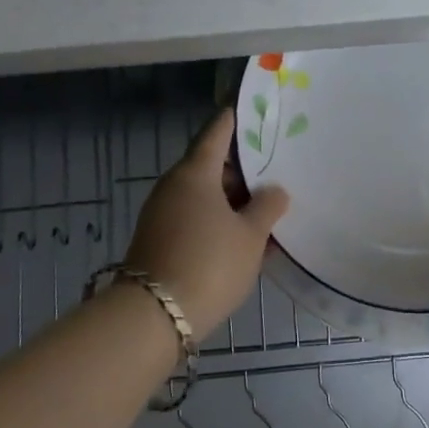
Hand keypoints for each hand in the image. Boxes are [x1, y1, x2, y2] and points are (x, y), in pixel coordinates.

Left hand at [121, 107, 289, 332]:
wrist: (154, 318)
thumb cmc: (209, 263)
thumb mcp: (250, 236)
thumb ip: (267, 207)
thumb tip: (274, 190)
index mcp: (195, 172)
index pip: (217, 132)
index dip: (236, 120)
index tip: (253, 110)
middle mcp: (174, 186)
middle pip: (211, 166)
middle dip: (242, 169)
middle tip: (274, 170)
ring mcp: (163, 214)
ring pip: (205, 196)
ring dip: (233, 200)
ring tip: (266, 209)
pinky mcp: (160, 240)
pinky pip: (196, 219)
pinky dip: (219, 221)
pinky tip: (245, 239)